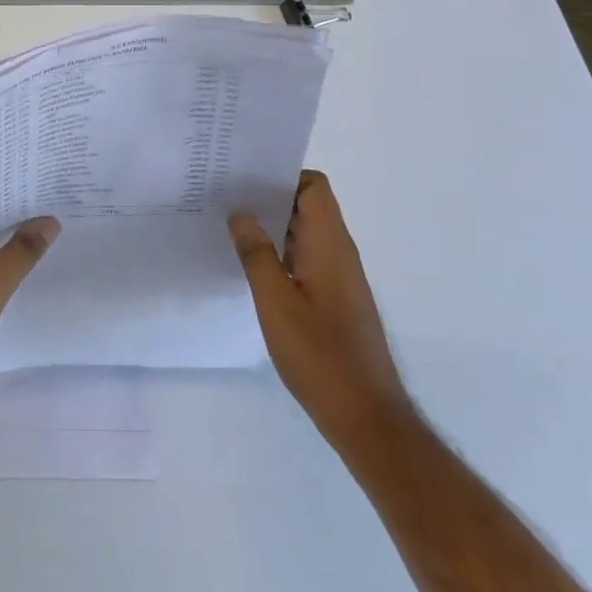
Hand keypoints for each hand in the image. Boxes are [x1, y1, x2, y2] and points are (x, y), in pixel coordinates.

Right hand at [230, 171, 412, 456]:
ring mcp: (340, 277)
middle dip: (270, 197)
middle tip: (226, 198)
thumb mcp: (276, 302)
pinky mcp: (336, 299)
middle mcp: (340, 253)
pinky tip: (252, 267)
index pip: (314, 186)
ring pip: (306, 233)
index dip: (282, 175)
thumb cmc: (319, 355)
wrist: (366, 416)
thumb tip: (241, 213)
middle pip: (309, 206)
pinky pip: (307, 258)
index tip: (244, 178)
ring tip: (231, 227)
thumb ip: (256, 253)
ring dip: (273, 226)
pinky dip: (281, 252)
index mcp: (330, 245)